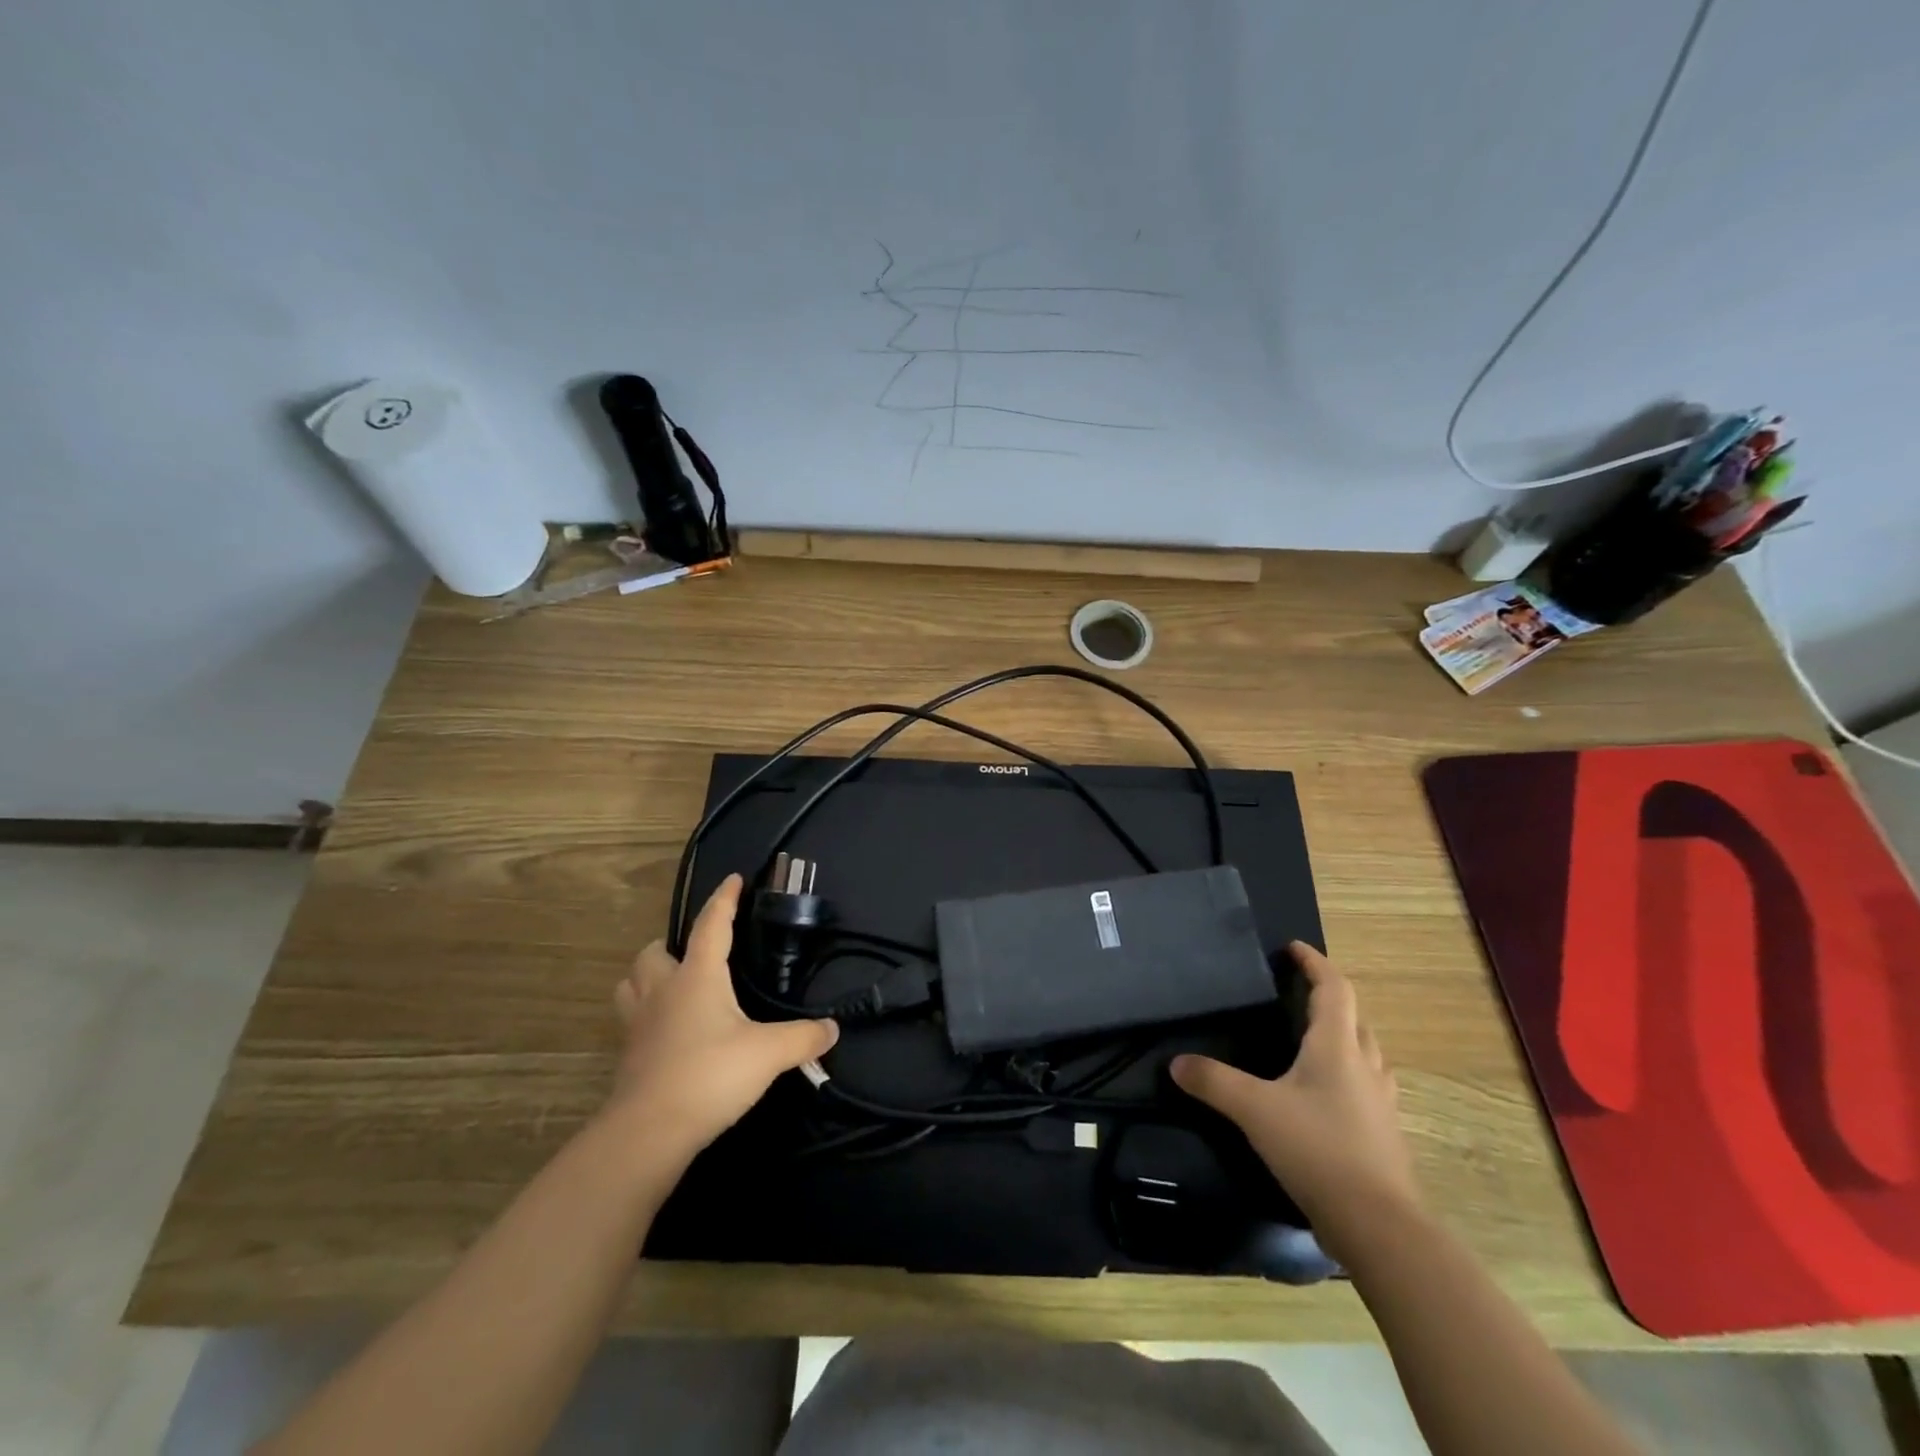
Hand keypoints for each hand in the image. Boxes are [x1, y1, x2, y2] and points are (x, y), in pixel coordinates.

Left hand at [608, 874, 837, 1161]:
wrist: (648, 1132)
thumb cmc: (710, 1076)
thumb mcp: (767, 1054)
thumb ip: (803, 1038)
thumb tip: (832, 1029)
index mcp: (697, 977)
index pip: (710, 925)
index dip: (724, 900)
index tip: (734, 879)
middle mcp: (663, 991)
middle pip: (654, 952)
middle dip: (672, 945)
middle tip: (696, 954)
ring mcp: (639, 1023)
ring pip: (632, 982)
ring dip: (649, 976)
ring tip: (672, 985)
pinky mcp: (629, 1054)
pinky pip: (631, 1019)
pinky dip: (647, 1013)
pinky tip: (668, 1030)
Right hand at [1171, 942, 1418, 1258]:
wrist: (1380, 1227)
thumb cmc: (1317, 1150)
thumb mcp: (1254, 1110)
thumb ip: (1213, 1082)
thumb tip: (1176, 1063)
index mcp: (1338, 1048)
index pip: (1334, 989)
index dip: (1315, 964)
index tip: (1293, 949)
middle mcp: (1366, 1067)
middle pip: (1355, 1019)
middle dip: (1330, 1000)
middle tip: (1299, 996)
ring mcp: (1381, 1104)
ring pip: (1367, 1055)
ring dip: (1345, 1038)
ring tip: (1314, 1042)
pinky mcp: (1385, 1136)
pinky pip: (1367, 1088)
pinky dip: (1349, 1077)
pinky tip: (1326, 1098)